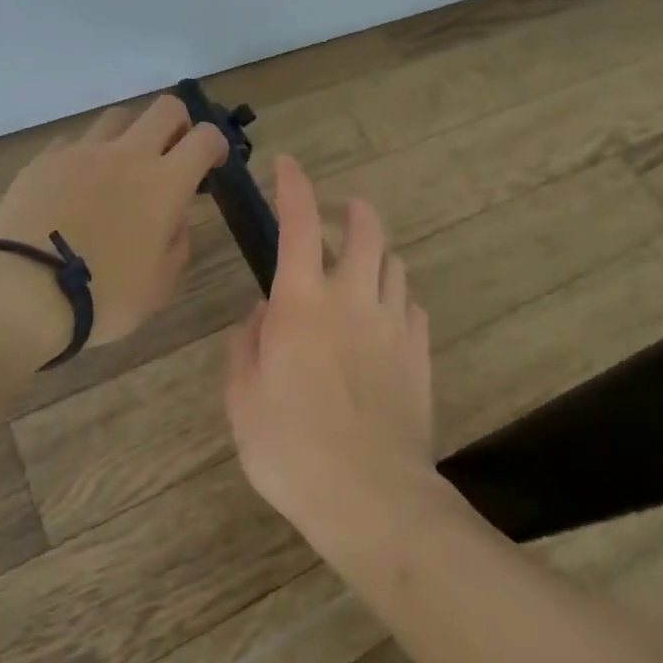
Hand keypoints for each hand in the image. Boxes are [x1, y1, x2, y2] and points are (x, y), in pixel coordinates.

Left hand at [0, 96, 228, 347]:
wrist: (20, 292)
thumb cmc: (102, 296)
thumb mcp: (159, 286)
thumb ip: (177, 243)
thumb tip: (172, 218)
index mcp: (164, 183)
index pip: (205, 137)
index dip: (215, 145)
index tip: (210, 165)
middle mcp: (127, 154)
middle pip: (165, 108)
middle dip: (178, 124)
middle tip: (171, 155)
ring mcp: (81, 152)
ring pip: (117, 118)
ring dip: (130, 136)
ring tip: (119, 171)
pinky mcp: (44, 160)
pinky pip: (75, 143)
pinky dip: (86, 157)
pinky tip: (75, 188)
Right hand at [224, 153, 435, 547]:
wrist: (371, 497)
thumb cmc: (291, 449)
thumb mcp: (243, 399)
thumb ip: (247, 346)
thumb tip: (262, 314)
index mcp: (302, 301)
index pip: (299, 221)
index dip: (293, 185)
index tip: (288, 165)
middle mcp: (352, 297)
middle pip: (366, 228)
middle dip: (353, 209)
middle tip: (339, 213)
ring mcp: (393, 323)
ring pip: (394, 263)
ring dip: (376, 254)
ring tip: (360, 268)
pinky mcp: (420, 352)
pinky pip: (411, 305)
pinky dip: (395, 297)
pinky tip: (384, 318)